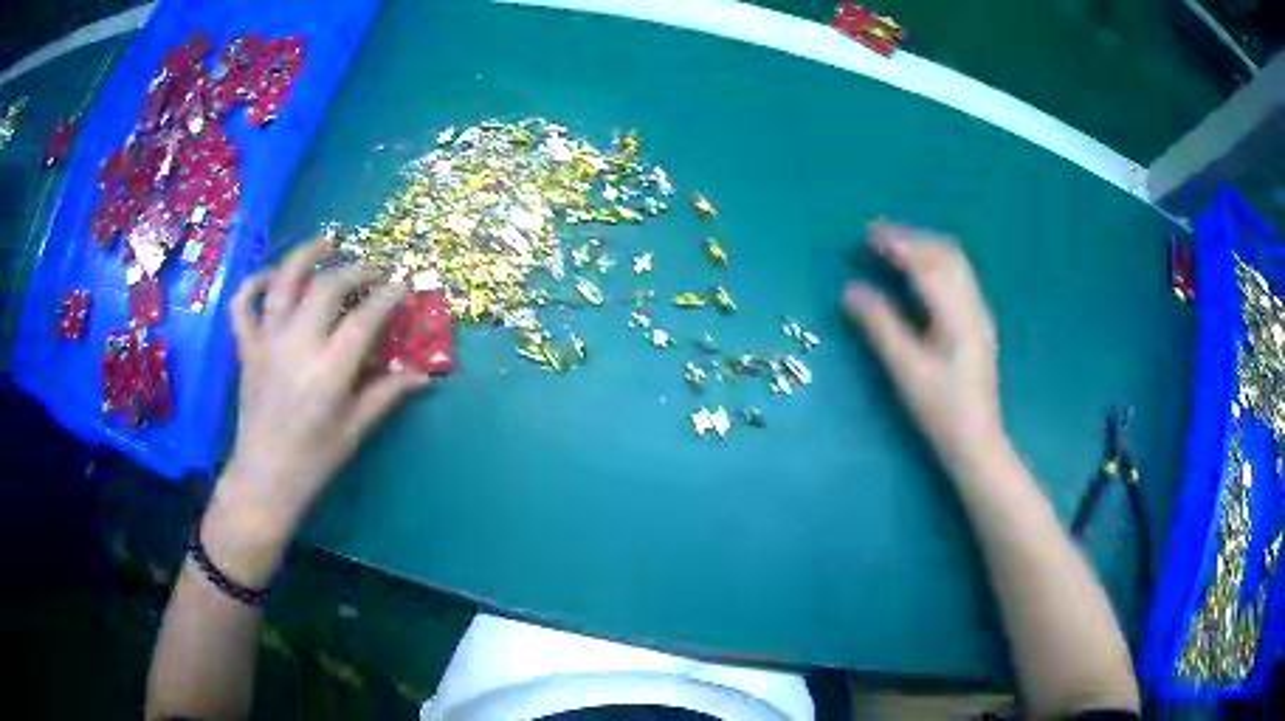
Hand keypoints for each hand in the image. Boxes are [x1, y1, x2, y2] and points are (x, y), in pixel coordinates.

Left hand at [204, 235, 428, 583]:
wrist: (264, 480)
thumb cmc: (313, 460)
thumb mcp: (355, 430)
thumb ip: (386, 395)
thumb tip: (423, 375)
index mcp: (328, 370)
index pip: (365, 318)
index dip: (388, 295)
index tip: (403, 283)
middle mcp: (296, 346)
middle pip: (327, 287)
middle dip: (356, 270)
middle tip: (374, 269)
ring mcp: (266, 343)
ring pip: (282, 283)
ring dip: (306, 255)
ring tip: (327, 240)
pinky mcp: (246, 349)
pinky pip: (243, 305)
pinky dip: (254, 284)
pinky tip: (271, 277)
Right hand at [843, 222, 1002, 469]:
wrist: (976, 441)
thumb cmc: (940, 410)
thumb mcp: (906, 370)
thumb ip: (880, 326)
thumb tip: (850, 290)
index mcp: (956, 314)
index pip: (926, 264)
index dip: (897, 245)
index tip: (866, 235)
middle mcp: (973, 305)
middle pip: (946, 255)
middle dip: (912, 239)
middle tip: (876, 237)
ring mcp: (979, 314)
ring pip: (955, 264)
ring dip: (924, 248)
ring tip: (893, 249)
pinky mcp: (978, 324)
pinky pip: (958, 277)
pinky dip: (934, 263)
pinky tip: (918, 275)